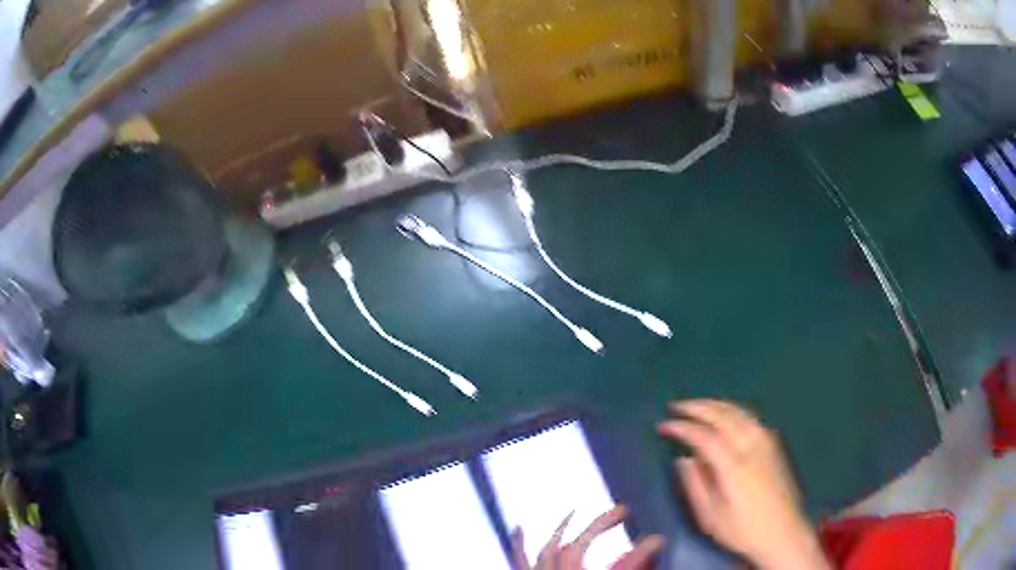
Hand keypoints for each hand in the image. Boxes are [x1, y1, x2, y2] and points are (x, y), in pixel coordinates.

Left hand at [510, 505, 662, 569]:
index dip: (641, 550)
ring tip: (577, 511)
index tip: (657, 539)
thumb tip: (653, 547)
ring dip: (565, 527)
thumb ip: (630, 567)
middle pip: (578, 546)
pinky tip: (519, 526)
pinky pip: (517, 560)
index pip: (620, 564)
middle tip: (621, 510)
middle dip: (600, 524)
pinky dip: (518, 542)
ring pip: (547, 549)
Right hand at [658, 400, 828, 569]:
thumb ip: (696, 486)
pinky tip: (728, 414)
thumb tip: (683, 459)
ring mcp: (766, 443)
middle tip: (676, 405)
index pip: (703, 436)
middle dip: (698, 407)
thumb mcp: (711, 517)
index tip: (663, 425)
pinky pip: (751, 418)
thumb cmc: (743, 530)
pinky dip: (734, 410)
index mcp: (733, 466)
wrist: (783, 532)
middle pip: (723, 416)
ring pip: (739, 412)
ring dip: (716, 404)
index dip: (682, 427)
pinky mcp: (774, 445)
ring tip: (698, 404)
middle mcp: (751, 447)